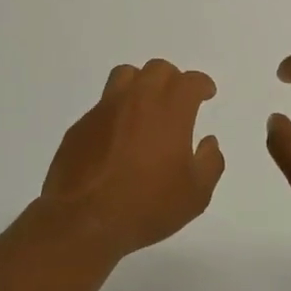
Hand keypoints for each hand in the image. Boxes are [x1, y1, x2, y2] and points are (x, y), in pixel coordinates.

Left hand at [37, 59, 225, 259]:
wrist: (84, 221)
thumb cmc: (148, 206)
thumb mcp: (196, 194)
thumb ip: (210, 162)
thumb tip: (208, 142)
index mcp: (170, 110)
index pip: (190, 81)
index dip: (201, 84)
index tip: (206, 94)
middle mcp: (137, 100)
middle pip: (157, 69)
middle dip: (173, 80)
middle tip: (178, 101)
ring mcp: (104, 110)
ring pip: (125, 76)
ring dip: (141, 84)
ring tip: (146, 107)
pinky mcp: (81, 126)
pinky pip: (103, 105)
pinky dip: (116, 111)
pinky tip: (118, 136)